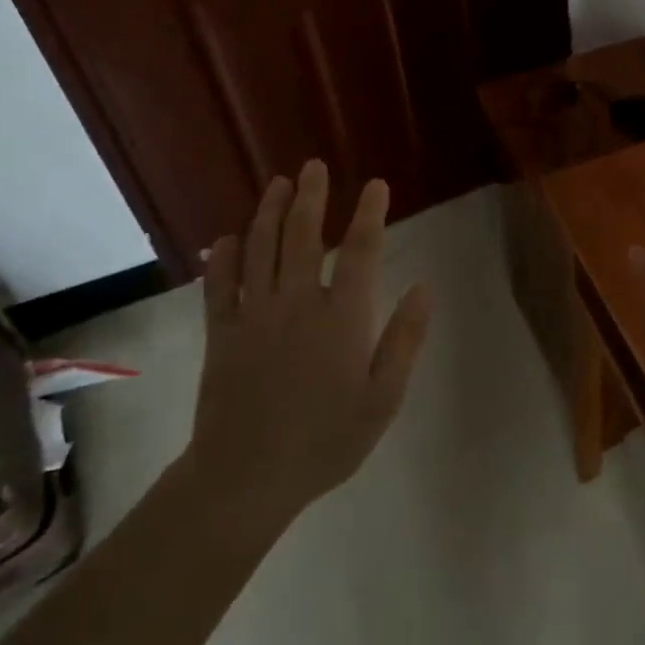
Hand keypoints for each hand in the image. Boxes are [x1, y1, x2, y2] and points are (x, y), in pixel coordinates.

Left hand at [186, 162, 432, 544]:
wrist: (245, 479)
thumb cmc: (326, 440)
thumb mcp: (383, 398)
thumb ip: (405, 339)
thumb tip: (424, 287)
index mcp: (343, 318)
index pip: (362, 252)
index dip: (370, 214)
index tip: (377, 186)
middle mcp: (298, 304)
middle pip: (305, 237)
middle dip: (312, 197)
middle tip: (315, 165)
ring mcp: (255, 316)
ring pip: (261, 250)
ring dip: (270, 213)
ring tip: (279, 183)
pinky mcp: (221, 334)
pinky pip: (219, 285)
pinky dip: (223, 258)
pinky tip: (227, 238)